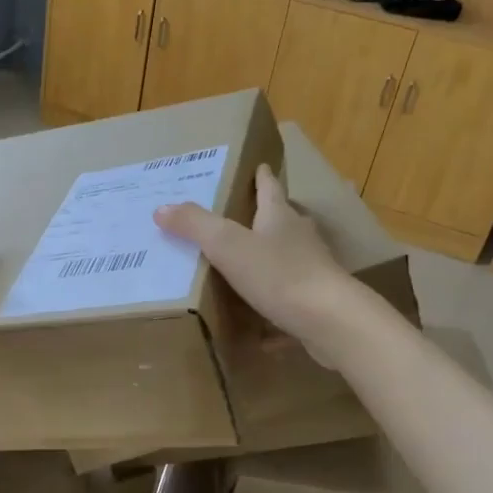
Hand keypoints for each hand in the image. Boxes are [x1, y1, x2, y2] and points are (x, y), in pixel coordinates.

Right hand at [154, 163, 362, 351]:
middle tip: (243, 217)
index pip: (269, 188)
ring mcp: (313, 270)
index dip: (261, 177)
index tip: (259, 166)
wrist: (330, 320)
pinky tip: (262, 327)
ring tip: (247, 266)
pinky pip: (291, 299)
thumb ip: (195, 225)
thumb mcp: (227, 245)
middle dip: (266, 217)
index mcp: (280, 217)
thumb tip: (162, 208)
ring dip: (272, 258)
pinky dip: (276, 305)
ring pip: (290, 258)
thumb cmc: (278, 274)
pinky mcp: (317, 303)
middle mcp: (300, 238)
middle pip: (283, 220)